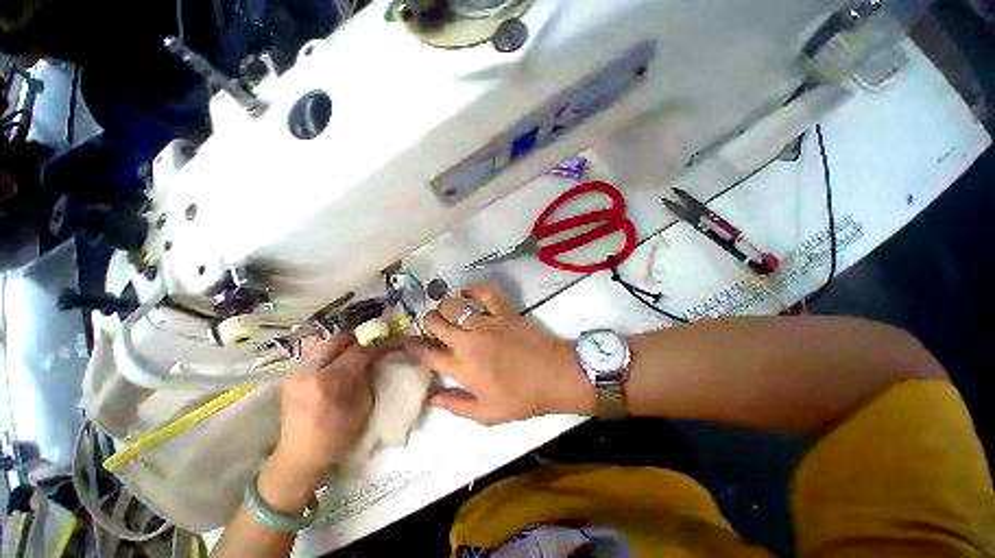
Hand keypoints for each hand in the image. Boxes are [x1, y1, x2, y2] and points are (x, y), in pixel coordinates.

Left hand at [269, 333, 375, 492]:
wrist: (300, 455)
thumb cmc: (338, 435)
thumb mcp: (364, 407)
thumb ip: (368, 376)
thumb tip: (377, 355)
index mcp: (330, 381)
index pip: (358, 349)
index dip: (375, 343)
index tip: (387, 341)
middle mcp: (309, 370)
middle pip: (339, 338)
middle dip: (358, 339)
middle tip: (371, 344)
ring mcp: (296, 371)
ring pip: (325, 341)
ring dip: (343, 343)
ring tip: (354, 351)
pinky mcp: (290, 374)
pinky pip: (314, 352)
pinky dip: (330, 350)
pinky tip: (337, 359)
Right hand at [404, 284, 594, 424]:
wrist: (554, 375)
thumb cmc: (521, 398)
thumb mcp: (486, 414)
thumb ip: (455, 405)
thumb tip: (430, 398)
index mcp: (461, 366)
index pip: (426, 354)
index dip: (412, 349)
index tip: (407, 346)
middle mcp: (468, 340)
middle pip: (434, 322)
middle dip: (427, 323)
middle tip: (433, 329)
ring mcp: (486, 322)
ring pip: (453, 305)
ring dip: (445, 307)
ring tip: (449, 313)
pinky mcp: (503, 311)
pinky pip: (485, 292)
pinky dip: (473, 290)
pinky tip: (468, 295)